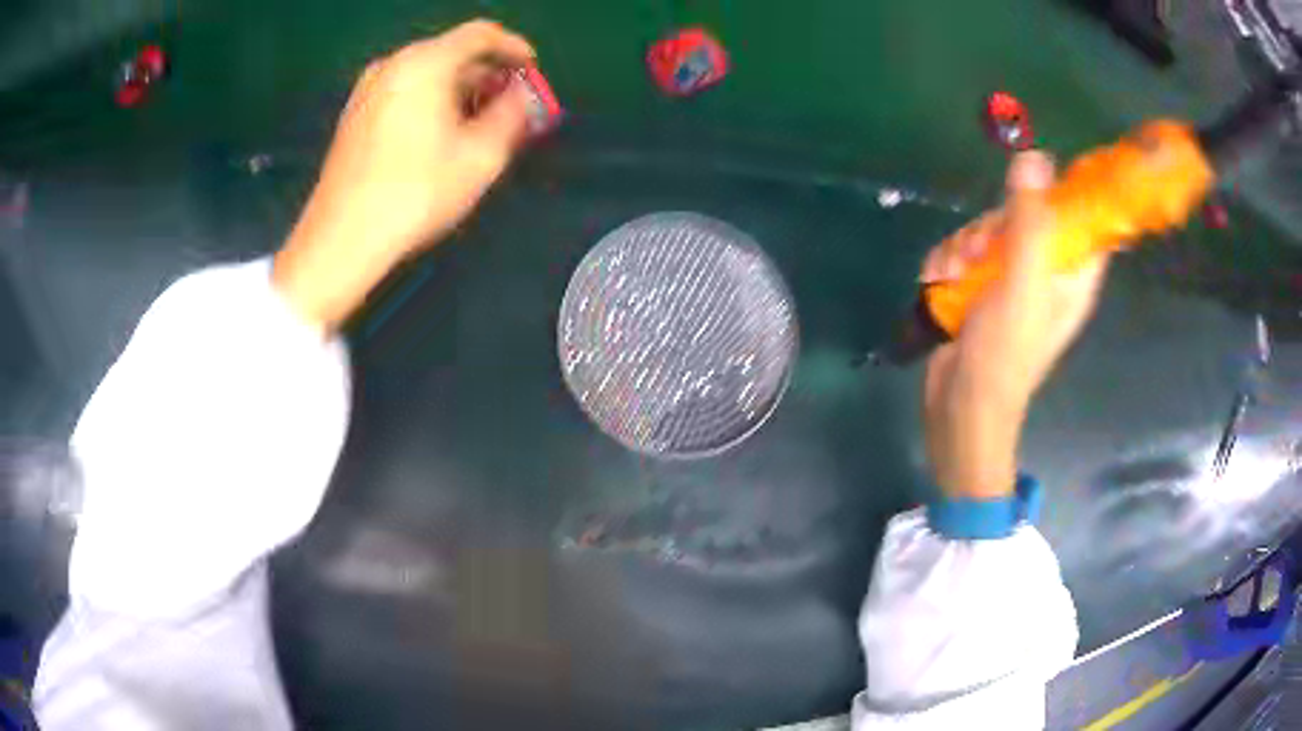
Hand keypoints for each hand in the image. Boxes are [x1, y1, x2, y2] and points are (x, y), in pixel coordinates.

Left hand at [274, 20, 535, 330]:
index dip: (513, 47)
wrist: (342, 239)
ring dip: (459, 91)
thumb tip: (521, 94)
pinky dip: (430, 101)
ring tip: (480, 124)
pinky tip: (440, 134)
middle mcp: (393, 64)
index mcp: (426, 62)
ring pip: (426, 74)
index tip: (531, 69)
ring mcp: (368, 89)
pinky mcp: (354, 115)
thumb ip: (513, 113)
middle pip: (451, 53)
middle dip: (487, 75)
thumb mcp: (482, 156)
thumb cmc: (417, 193)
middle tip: (510, 104)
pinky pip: (403, 92)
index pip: (480, 34)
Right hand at [921, 151, 1109, 498]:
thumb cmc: (1004, 354)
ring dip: (963, 245)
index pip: (1082, 221)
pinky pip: (965, 251)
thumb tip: (1035, 156)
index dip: (1064, 195)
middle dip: (993, 226)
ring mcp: (1011, 280)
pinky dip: (948, 261)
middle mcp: (1045, 272)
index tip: (1034, 183)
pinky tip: (939, 280)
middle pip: (1024, 217)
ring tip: (952, 274)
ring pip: (988, 231)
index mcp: (1071, 274)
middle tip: (980, 249)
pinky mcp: (980, 288)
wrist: (960, 407)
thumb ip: (1030, 220)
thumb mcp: (1021, 283)